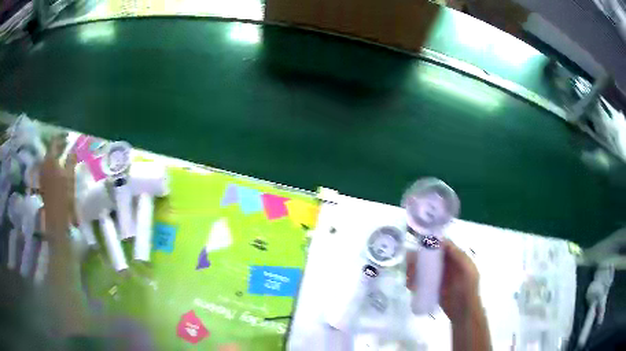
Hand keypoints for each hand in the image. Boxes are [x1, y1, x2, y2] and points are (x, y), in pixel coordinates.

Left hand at [39, 137, 76, 242]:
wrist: (55, 219)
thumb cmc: (64, 198)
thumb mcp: (70, 178)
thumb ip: (70, 162)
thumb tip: (72, 150)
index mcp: (50, 160)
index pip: (54, 142)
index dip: (61, 138)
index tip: (67, 137)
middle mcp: (44, 165)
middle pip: (50, 151)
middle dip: (57, 147)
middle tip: (65, 147)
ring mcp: (42, 175)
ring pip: (47, 160)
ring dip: (54, 157)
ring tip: (61, 158)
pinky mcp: (42, 184)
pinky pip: (46, 169)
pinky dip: (51, 166)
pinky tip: (56, 170)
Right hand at [406, 239, 481, 323]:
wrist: (463, 312)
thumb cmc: (467, 290)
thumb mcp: (467, 271)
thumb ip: (458, 256)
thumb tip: (444, 241)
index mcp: (455, 258)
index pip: (441, 245)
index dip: (431, 243)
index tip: (419, 246)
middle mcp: (446, 265)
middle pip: (429, 256)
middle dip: (418, 258)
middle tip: (410, 265)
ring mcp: (438, 276)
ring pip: (423, 267)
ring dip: (414, 269)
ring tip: (408, 278)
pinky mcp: (431, 287)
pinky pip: (420, 280)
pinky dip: (413, 280)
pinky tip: (410, 286)